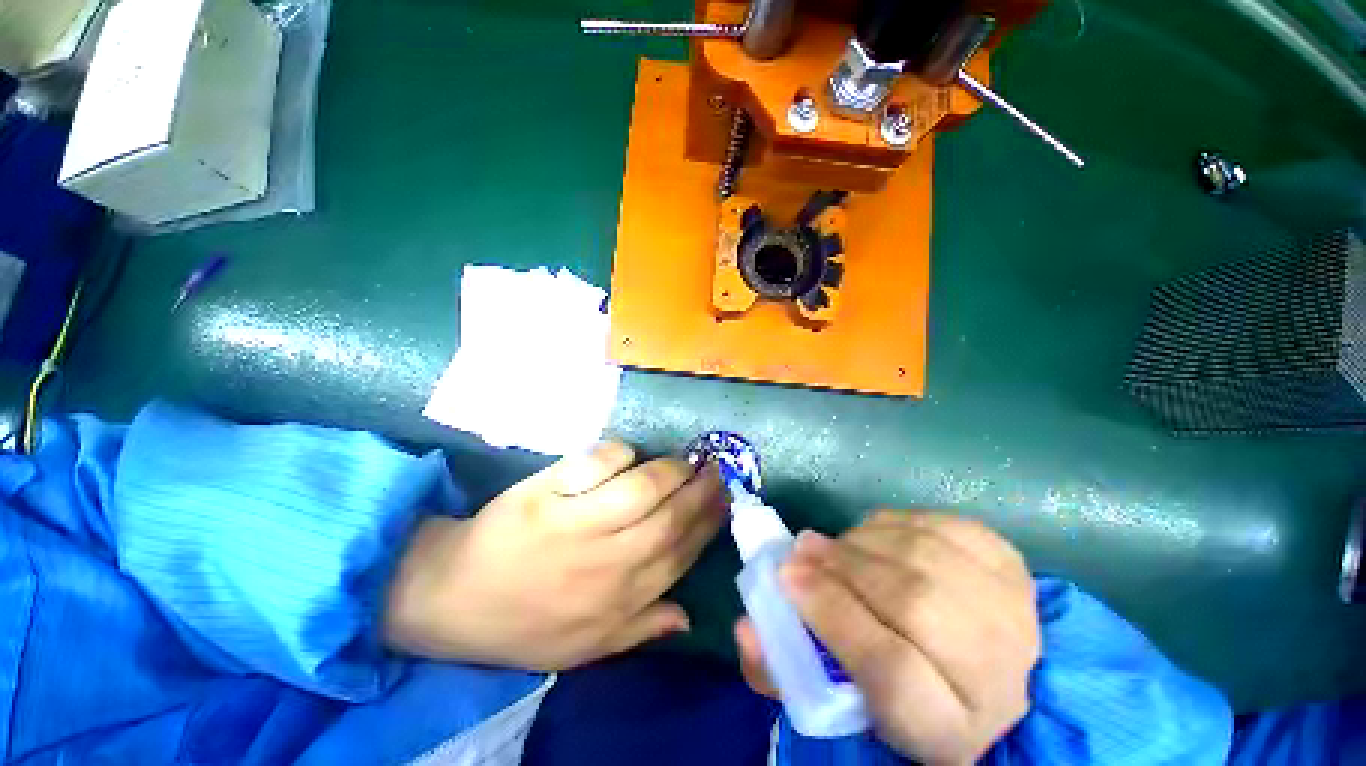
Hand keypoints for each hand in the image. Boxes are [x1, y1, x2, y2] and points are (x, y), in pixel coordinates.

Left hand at [386, 441, 724, 670]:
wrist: (451, 598)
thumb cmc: (523, 624)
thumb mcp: (585, 649)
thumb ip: (640, 628)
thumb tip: (689, 615)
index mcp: (617, 600)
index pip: (679, 555)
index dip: (707, 524)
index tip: (725, 502)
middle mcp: (604, 562)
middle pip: (668, 517)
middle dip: (700, 491)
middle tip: (716, 470)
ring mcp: (573, 523)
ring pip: (640, 487)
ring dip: (669, 469)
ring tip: (683, 460)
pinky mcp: (545, 493)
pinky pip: (594, 463)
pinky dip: (618, 454)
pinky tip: (629, 455)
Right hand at [735, 511, 1039, 765]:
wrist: (991, 673)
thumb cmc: (902, 691)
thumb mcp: (842, 701)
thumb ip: (784, 671)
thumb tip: (745, 629)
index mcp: (951, 727)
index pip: (892, 669)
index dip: (830, 615)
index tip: (786, 578)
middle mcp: (998, 672)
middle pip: (912, 601)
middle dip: (842, 566)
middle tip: (803, 551)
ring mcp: (1013, 609)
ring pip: (923, 554)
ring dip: (863, 540)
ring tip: (835, 545)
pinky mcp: (1010, 563)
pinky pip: (940, 525)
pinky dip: (894, 523)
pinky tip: (876, 537)